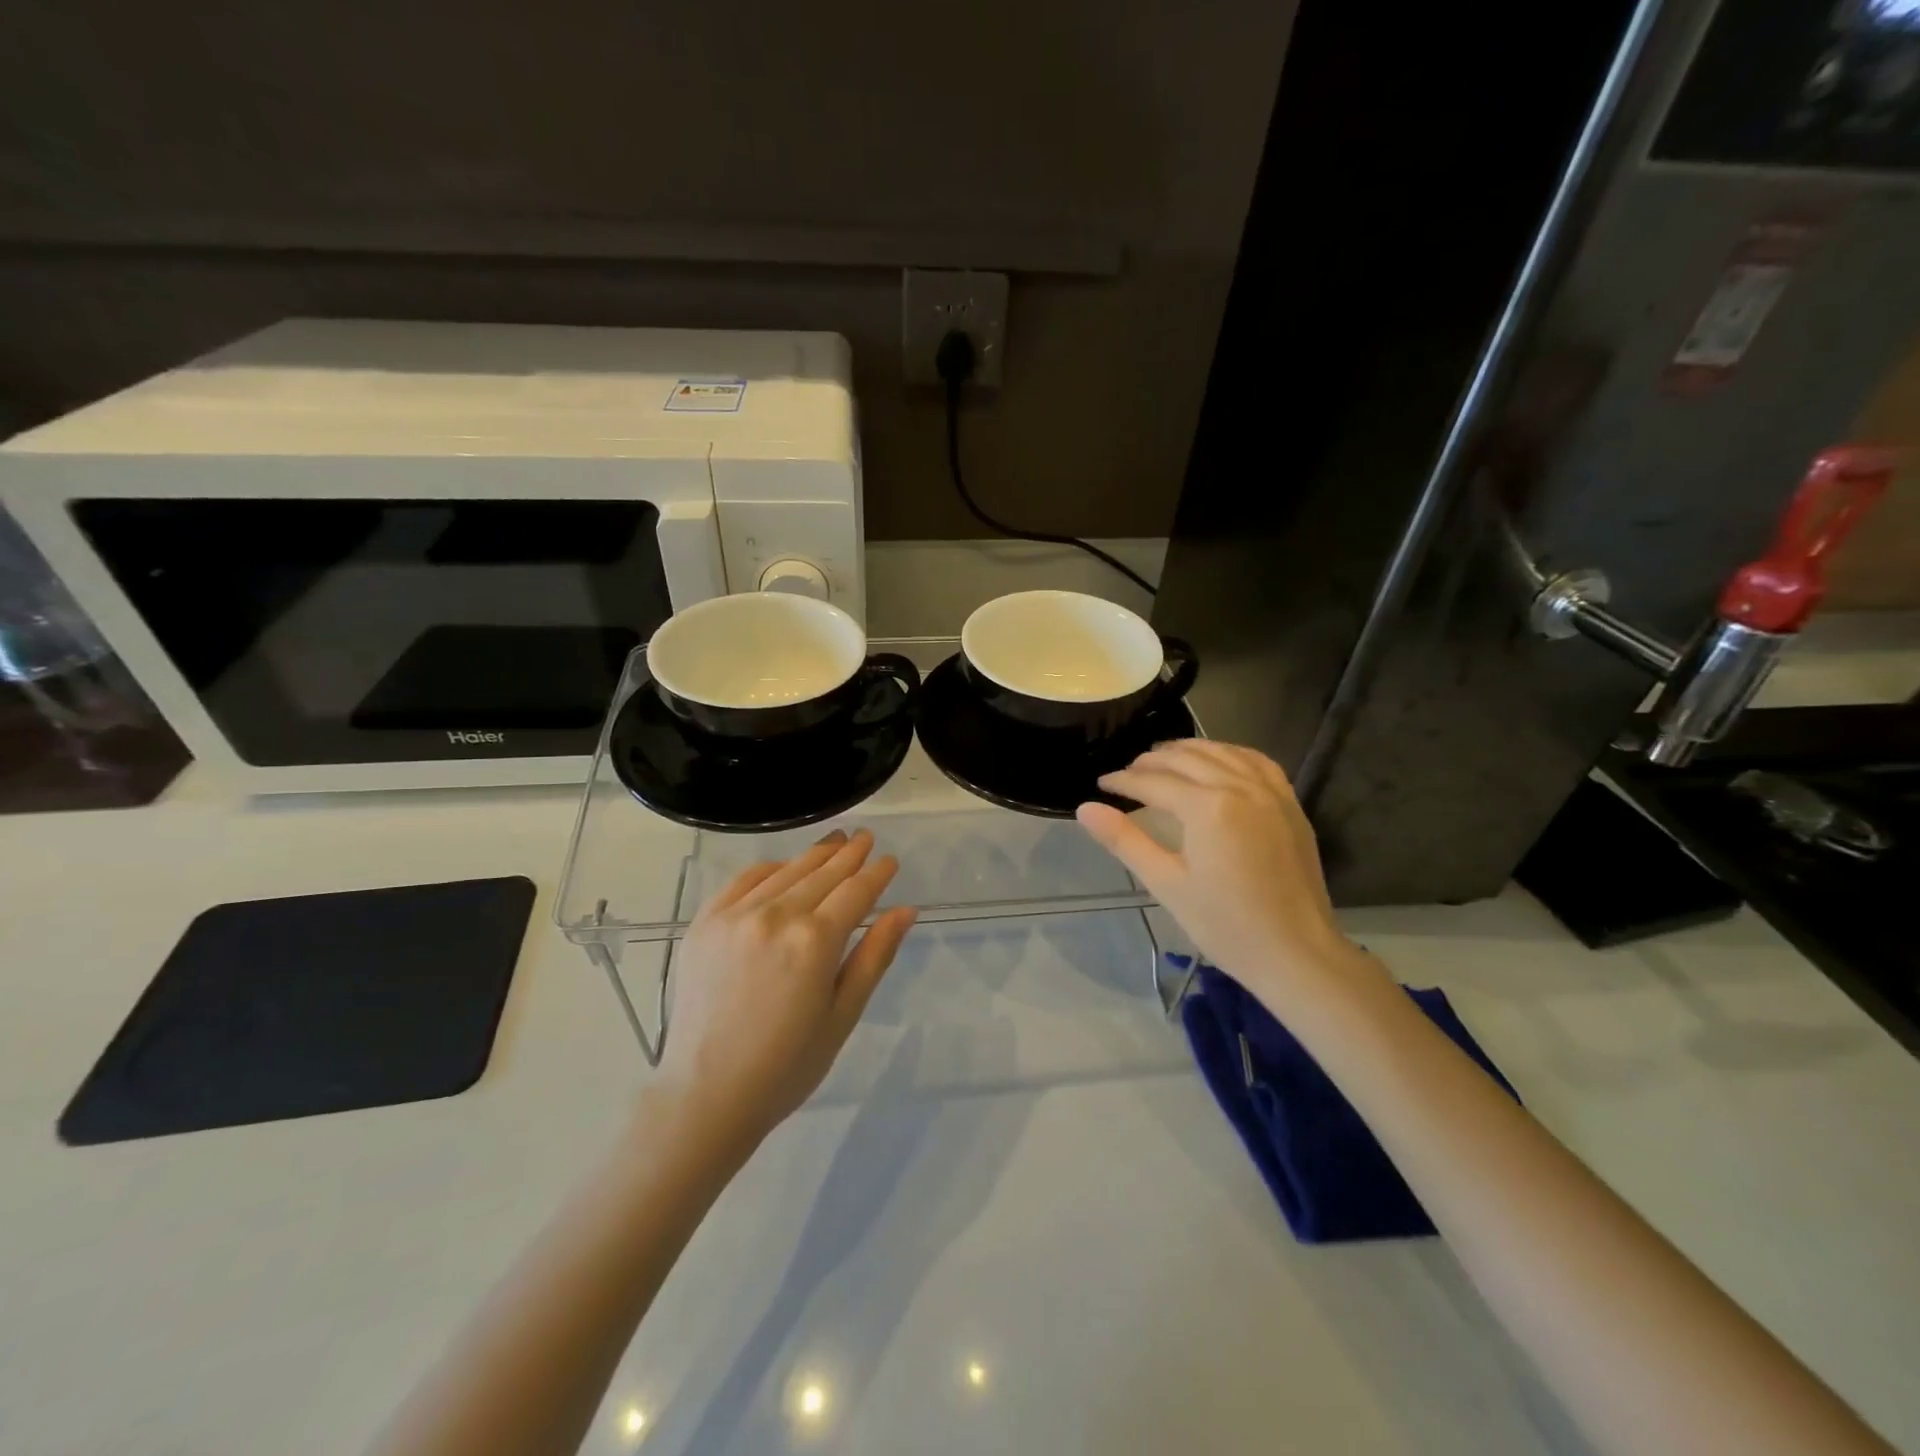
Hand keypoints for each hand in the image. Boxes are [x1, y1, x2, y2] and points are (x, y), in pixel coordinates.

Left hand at [656, 829, 916, 1144]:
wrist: (705, 1095)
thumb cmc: (787, 1065)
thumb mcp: (842, 1014)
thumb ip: (874, 956)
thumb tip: (905, 910)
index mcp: (815, 940)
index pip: (856, 891)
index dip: (876, 873)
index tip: (890, 861)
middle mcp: (776, 915)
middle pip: (823, 873)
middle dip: (849, 854)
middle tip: (865, 837)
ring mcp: (735, 914)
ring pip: (786, 871)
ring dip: (814, 855)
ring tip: (834, 842)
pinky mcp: (705, 922)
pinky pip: (743, 880)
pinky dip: (770, 868)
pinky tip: (784, 866)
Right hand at [1077, 741, 1378, 1013]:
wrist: (1296, 952)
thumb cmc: (1225, 925)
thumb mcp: (1166, 883)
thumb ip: (1125, 840)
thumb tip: (1084, 808)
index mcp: (1208, 807)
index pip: (1154, 782)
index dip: (1123, 781)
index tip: (1101, 784)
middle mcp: (1240, 786)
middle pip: (1186, 758)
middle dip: (1150, 762)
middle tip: (1126, 774)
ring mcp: (1270, 791)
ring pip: (1221, 752)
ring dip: (1187, 751)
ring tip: (1162, 760)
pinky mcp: (1289, 803)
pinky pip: (1255, 761)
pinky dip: (1228, 753)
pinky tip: (1216, 760)